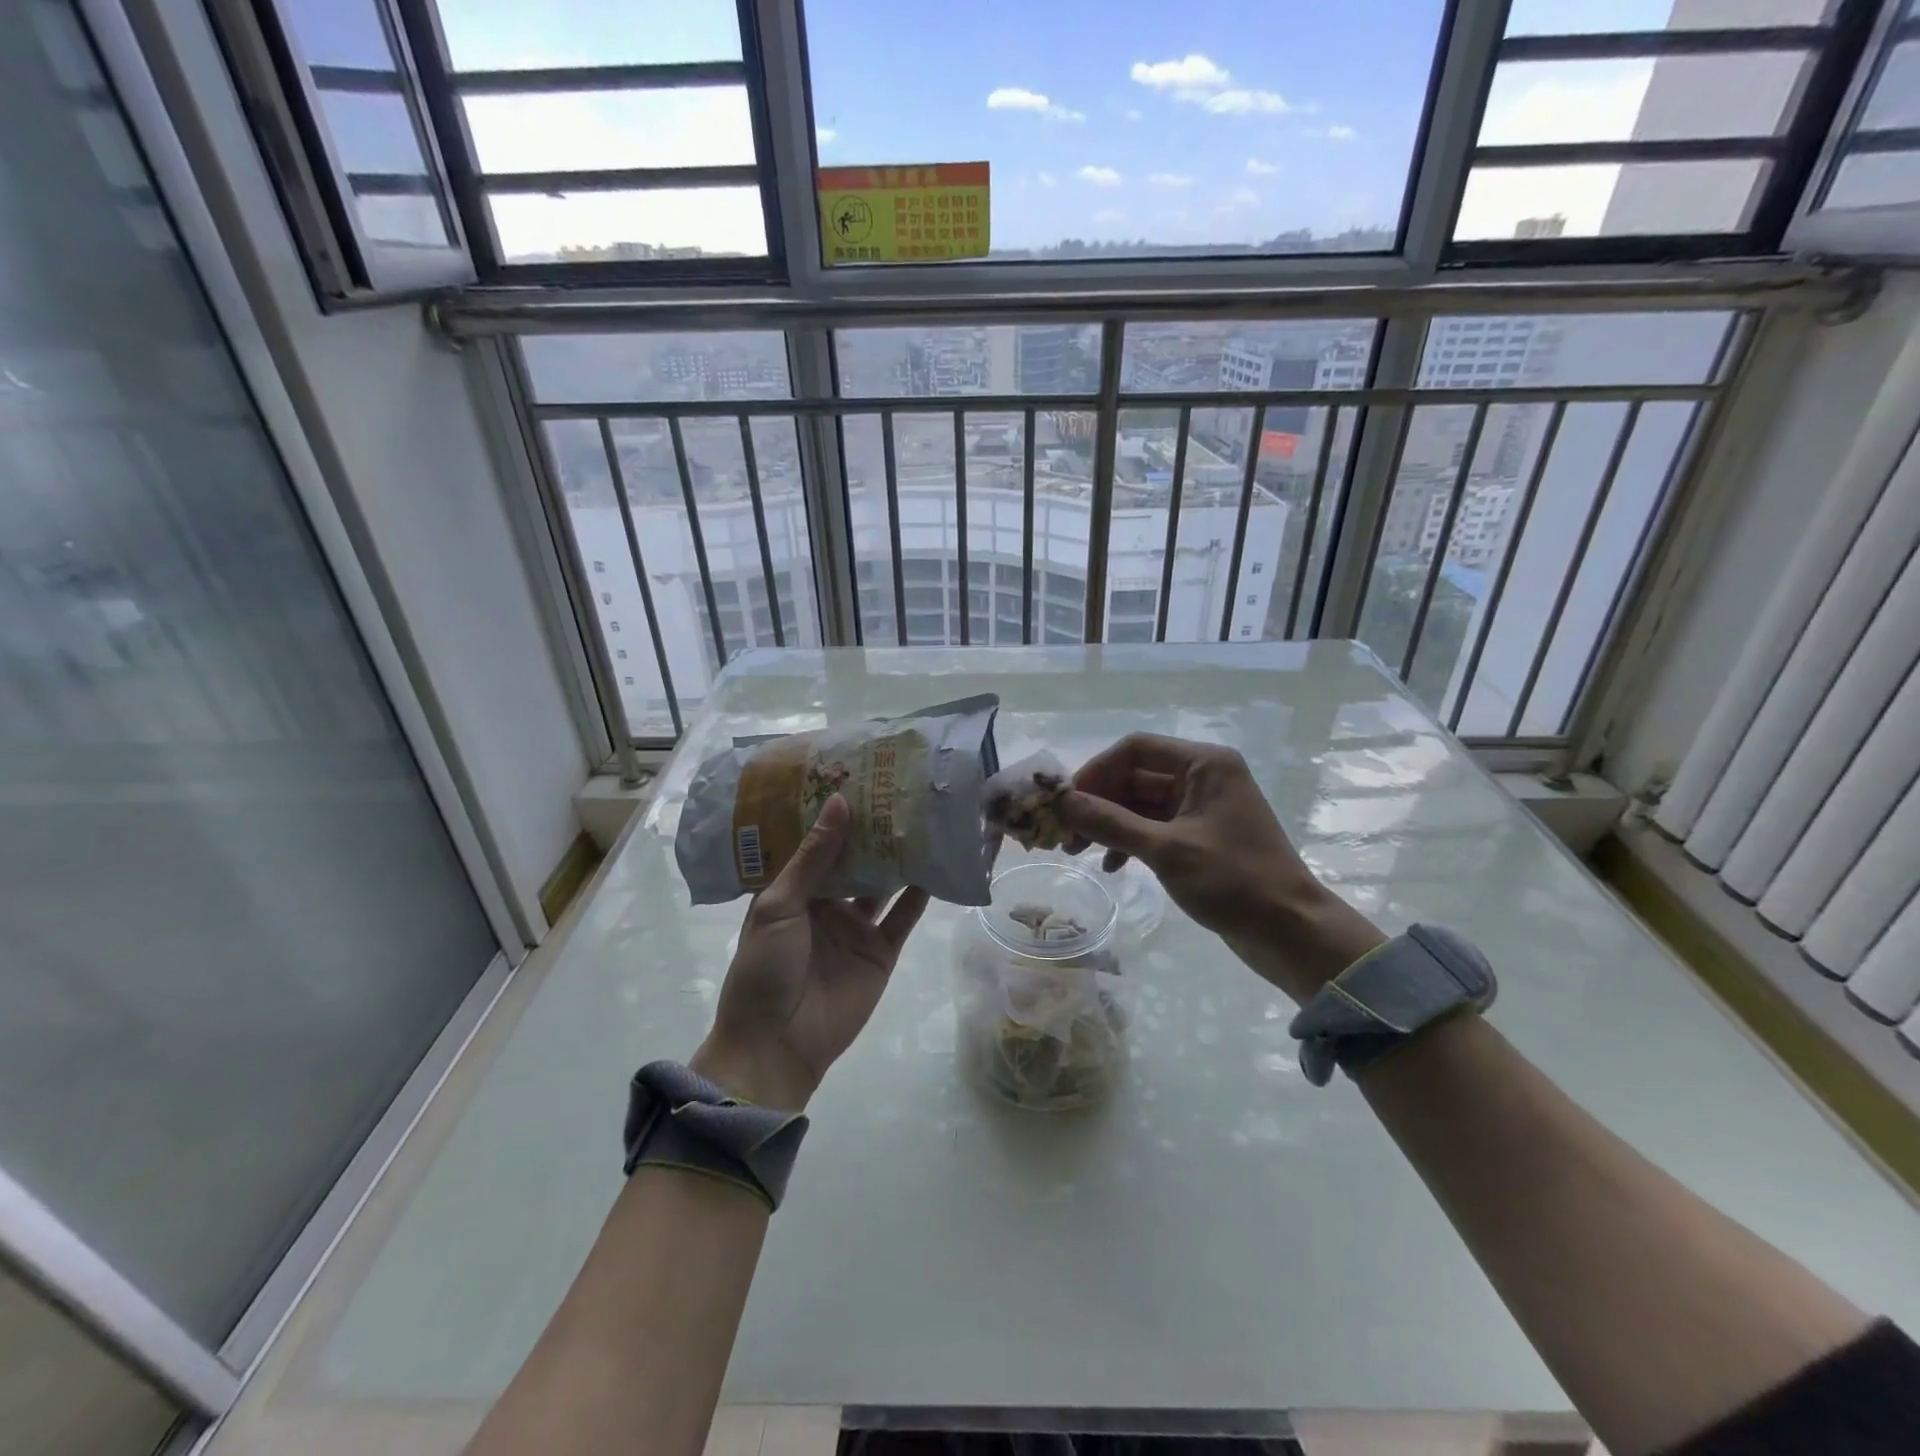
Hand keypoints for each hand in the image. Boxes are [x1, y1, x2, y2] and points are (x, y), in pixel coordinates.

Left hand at [691, 795, 928, 1110]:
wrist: (778, 1045)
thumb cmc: (765, 968)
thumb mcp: (780, 905)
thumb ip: (814, 856)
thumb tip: (840, 802)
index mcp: (793, 889)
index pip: (818, 843)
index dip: (836, 814)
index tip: (858, 778)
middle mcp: (827, 902)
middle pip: (855, 859)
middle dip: (873, 830)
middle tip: (898, 789)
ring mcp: (856, 926)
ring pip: (883, 883)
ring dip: (900, 856)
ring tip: (923, 817)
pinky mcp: (882, 951)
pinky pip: (904, 916)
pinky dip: (921, 893)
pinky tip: (937, 863)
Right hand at [1055, 733, 1382, 1002]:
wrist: (1291, 932)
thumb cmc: (1233, 881)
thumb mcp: (1166, 850)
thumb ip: (1110, 822)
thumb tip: (1061, 802)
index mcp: (1204, 764)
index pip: (1135, 749)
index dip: (1095, 771)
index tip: (1065, 802)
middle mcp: (1203, 776)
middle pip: (1135, 776)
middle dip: (1098, 803)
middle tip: (1064, 834)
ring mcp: (1202, 807)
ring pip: (1141, 803)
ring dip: (1109, 824)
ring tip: (1078, 852)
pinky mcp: (1201, 836)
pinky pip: (1154, 827)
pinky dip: (1130, 842)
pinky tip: (1112, 867)